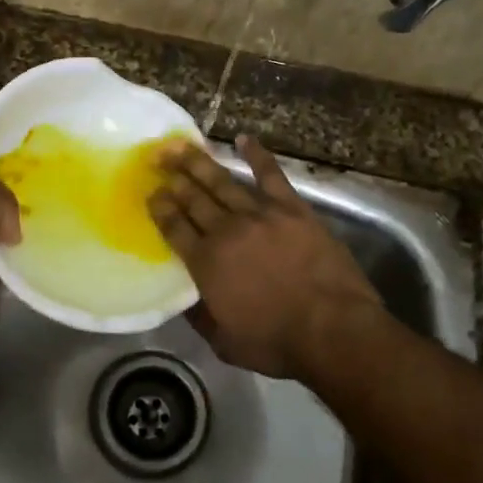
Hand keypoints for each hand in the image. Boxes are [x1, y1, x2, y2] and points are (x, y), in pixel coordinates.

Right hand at [148, 136, 381, 381]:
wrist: (332, 329)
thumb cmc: (277, 343)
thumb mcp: (224, 342)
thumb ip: (200, 316)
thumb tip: (184, 300)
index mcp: (205, 262)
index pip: (173, 226)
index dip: (159, 207)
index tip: (150, 193)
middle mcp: (226, 231)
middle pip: (193, 198)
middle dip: (172, 177)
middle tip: (157, 159)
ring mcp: (260, 214)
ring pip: (222, 181)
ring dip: (198, 161)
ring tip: (180, 146)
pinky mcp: (292, 208)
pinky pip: (271, 175)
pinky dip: (257, 155)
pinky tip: (244, 139)